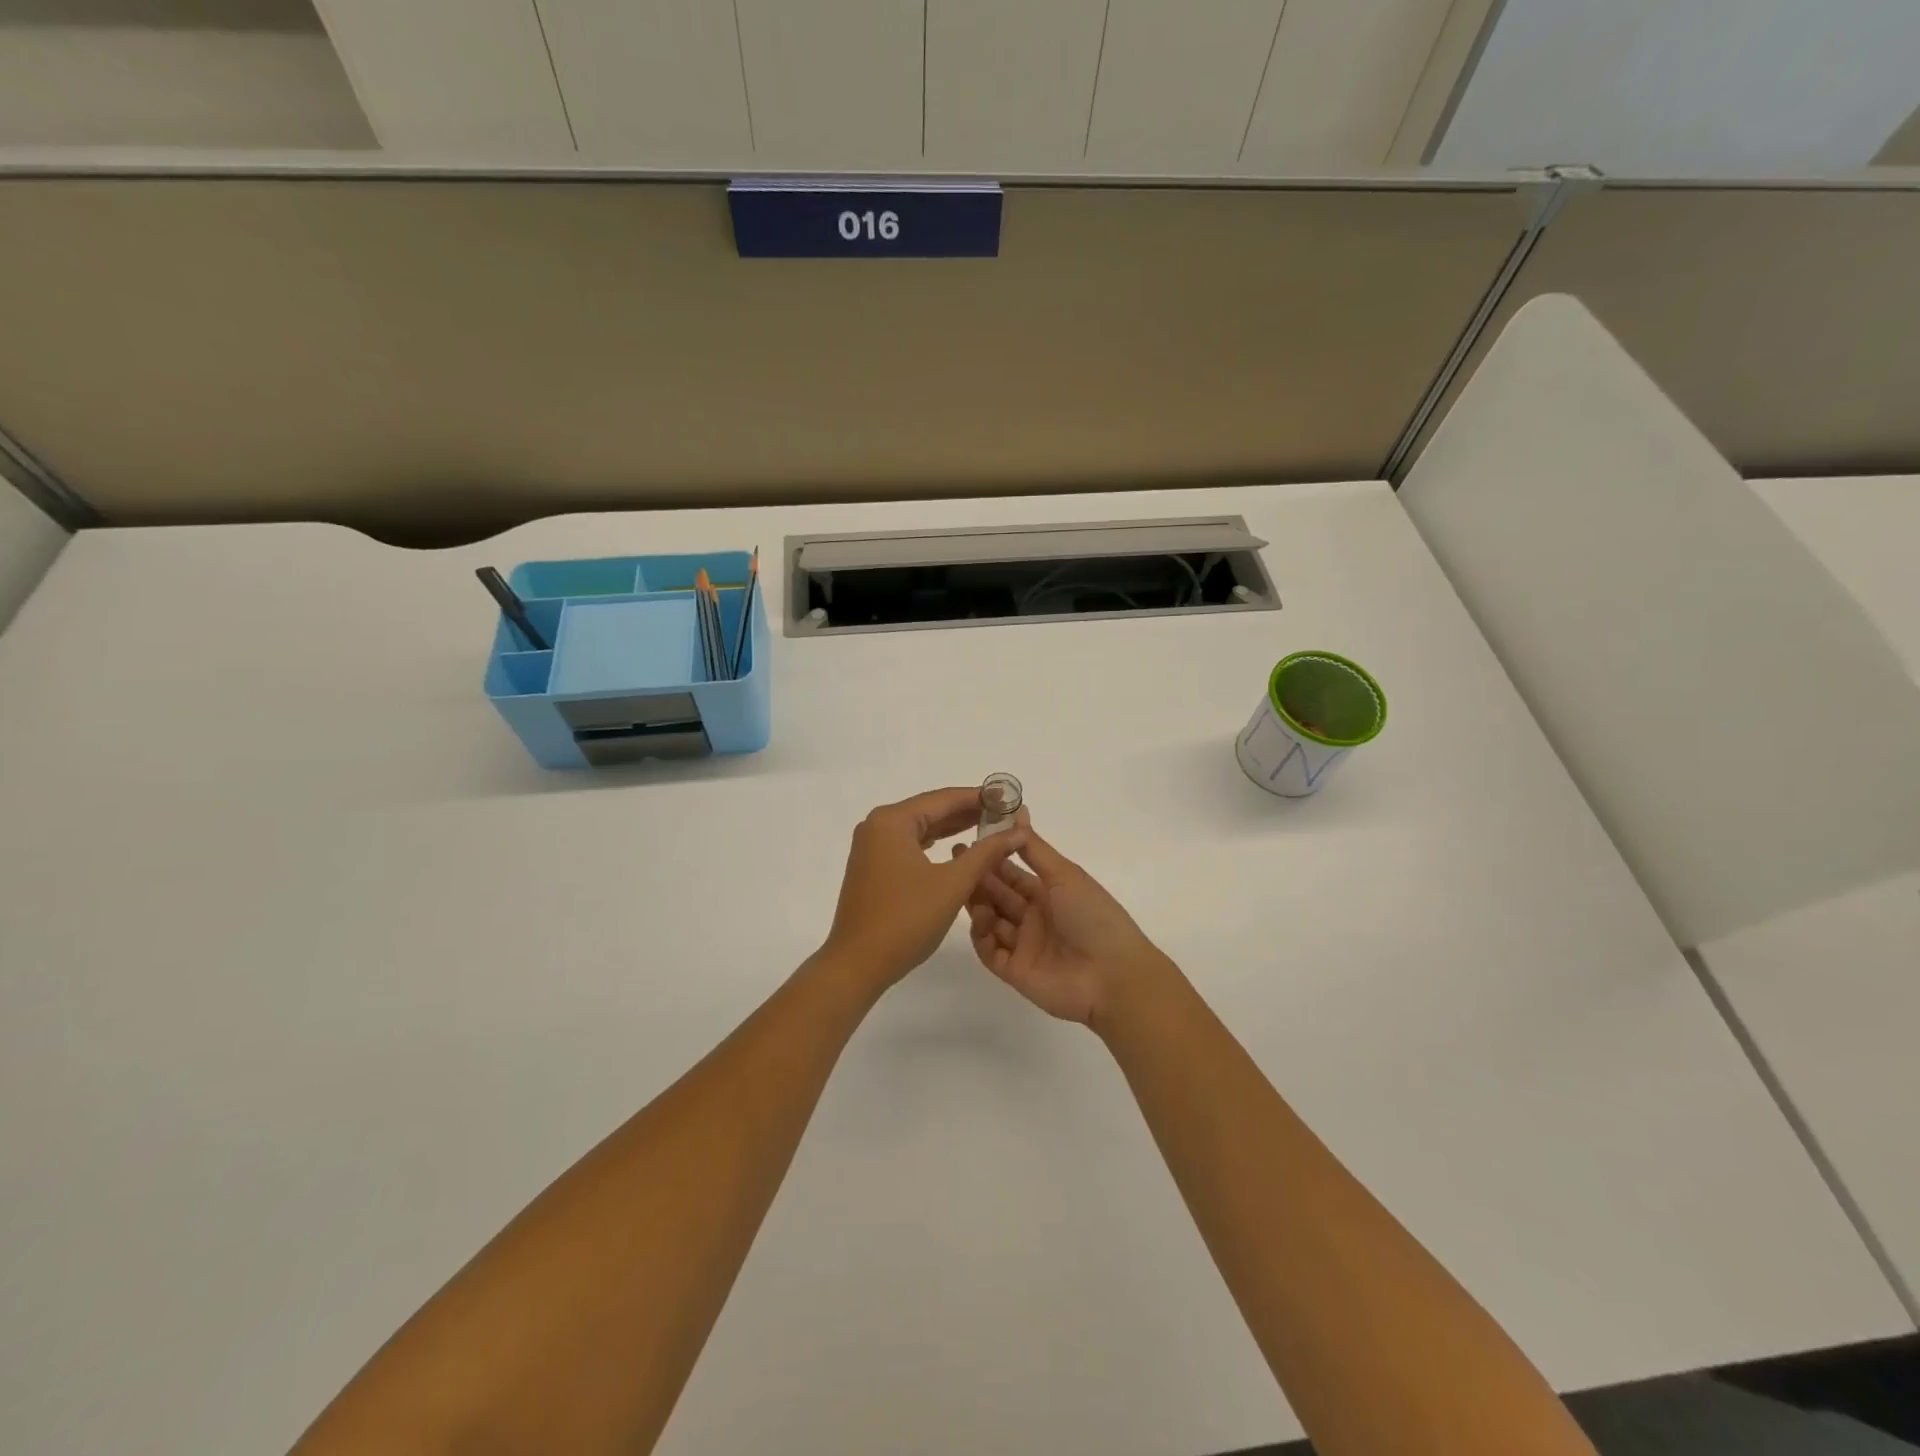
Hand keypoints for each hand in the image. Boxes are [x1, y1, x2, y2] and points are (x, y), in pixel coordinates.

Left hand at [821, 788, 1028, 991]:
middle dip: (968, 811)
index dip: (979, 797)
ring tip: (989, 825)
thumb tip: (1017, 831)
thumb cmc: (906, 919)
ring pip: (921, 828)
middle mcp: (877, 826)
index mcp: (892, 821)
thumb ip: (986, 853)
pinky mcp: (873, 868)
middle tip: (1005, 812)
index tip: (1010, 797)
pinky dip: (936, 844)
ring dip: (953, 828)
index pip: (943, 799)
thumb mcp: (953, 883)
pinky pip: (911, 845)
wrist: (858, 964)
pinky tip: (957, 846)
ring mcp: (872, 847)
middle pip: (931, 810)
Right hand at [959, 822, 1176, 1028]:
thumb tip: (1017, 809)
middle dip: (977, 878)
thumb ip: (1035, 847)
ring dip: (977, 903)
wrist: (1113, 976)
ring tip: (961, 886)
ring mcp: (1023, 945)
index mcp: (1049, 893)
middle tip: (954, 860)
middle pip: (998, 895)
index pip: (1013, 873)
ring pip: (990, 920)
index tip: (968, 841)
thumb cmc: (1093, 916)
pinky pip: (989, 951)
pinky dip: (981, 934)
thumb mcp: (1065, 874)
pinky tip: (979, 918)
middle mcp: (1034, 917)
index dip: (992, 858)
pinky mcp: (1014, 971)